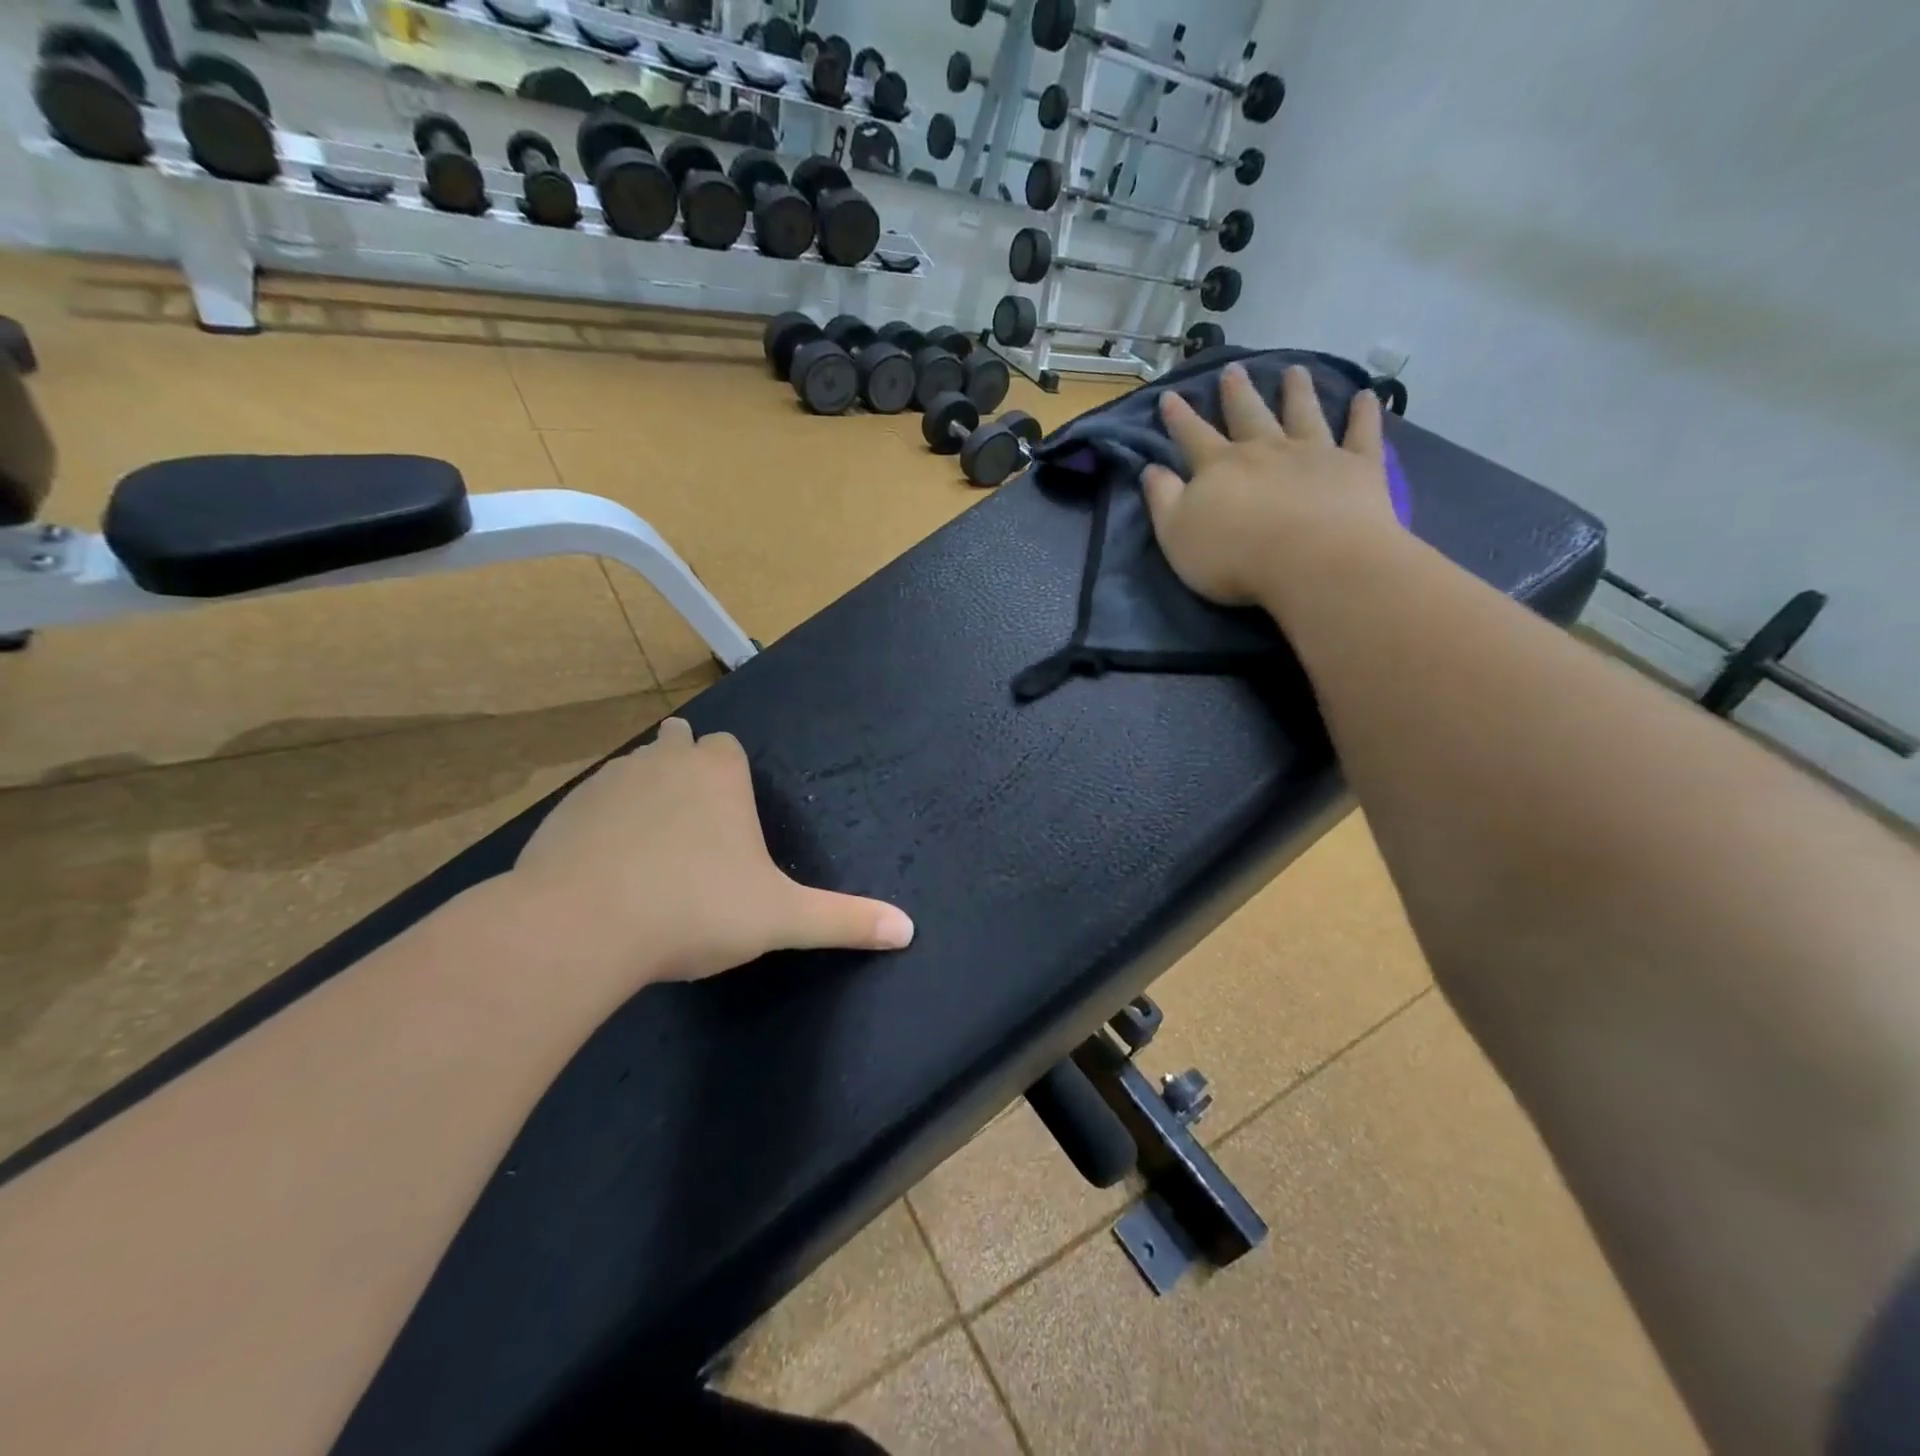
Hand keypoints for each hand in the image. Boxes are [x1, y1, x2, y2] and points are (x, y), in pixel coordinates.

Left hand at [511, 718, 913, 984]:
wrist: (582, 927)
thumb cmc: (696, 908)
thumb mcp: (781, 918)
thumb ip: (844, 920)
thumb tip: (908, 930)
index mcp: (718, 771)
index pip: (729, 747)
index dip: (731, 775)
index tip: (731, 816)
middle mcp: (664, 760)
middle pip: (678, 744)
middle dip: (686, 769)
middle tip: (693, 825)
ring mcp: (608, 781)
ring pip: (633, 771)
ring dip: (643, 795)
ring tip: (650, 850)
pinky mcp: (563, 812)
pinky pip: (591, 806)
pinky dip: (601, 826)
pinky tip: (604, 871)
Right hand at [1142, 363, 1396, 606]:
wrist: (1311, 561)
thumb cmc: (1233, 556)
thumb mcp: (1176, 534)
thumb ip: (1163, 499)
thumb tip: (1151, 469)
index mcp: (1218, 467)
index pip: (1192, 435)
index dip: (1179, 417)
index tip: (1170, 395)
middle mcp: (1265, 450)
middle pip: (1248, 414)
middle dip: (1236, 393)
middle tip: (1233, 370)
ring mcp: (1313, 453)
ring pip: (1302, 414)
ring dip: (1297, 392)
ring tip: (1294, 371)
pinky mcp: (1356, 467)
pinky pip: (1361, 433)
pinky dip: (1365, 413)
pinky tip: (1368, 396)